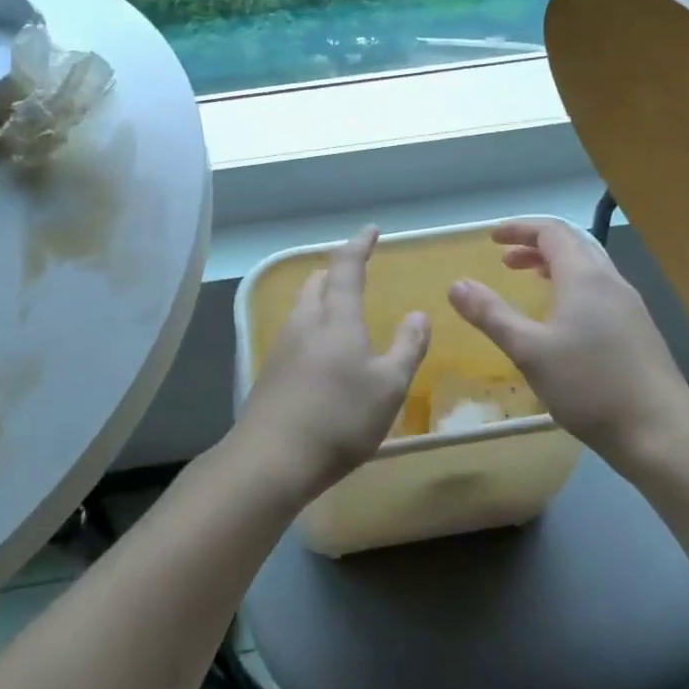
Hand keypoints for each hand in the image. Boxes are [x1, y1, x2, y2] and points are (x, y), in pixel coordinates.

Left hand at [234, 227, 429, 501]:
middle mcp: (305, 322)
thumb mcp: (389, 386)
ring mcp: (282, 346)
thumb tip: (418, 314)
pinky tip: (321, 351)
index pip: (346, 267)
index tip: (371, 230)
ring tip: (340, 308)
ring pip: (302, 307)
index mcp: (336, 318)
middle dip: (335, 271)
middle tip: (354, 271)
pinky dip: (312, 326)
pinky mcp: (270, 372)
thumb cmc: (340, 418)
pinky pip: (295, 333)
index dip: (359, 245)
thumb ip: (407, 347)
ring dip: (321, 297)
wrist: (272, 458)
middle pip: (317, 282)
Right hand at [448, 219, 688, 461]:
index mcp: (584, 277)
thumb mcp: (529, 351)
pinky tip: (563, 319)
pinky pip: (600, 290)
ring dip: (555, 266)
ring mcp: (629, 306)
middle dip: (535, 245)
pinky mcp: (638, 331)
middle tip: (504, 261)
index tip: (491, 239)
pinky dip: (572, 287)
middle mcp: (610, 282)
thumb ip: (491, 315)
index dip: (519, 229)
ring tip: (530, 281)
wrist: (662, 434)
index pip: (552, 232)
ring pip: (589, 267)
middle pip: (573, 244)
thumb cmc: (590, 387)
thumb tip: (456, 285)